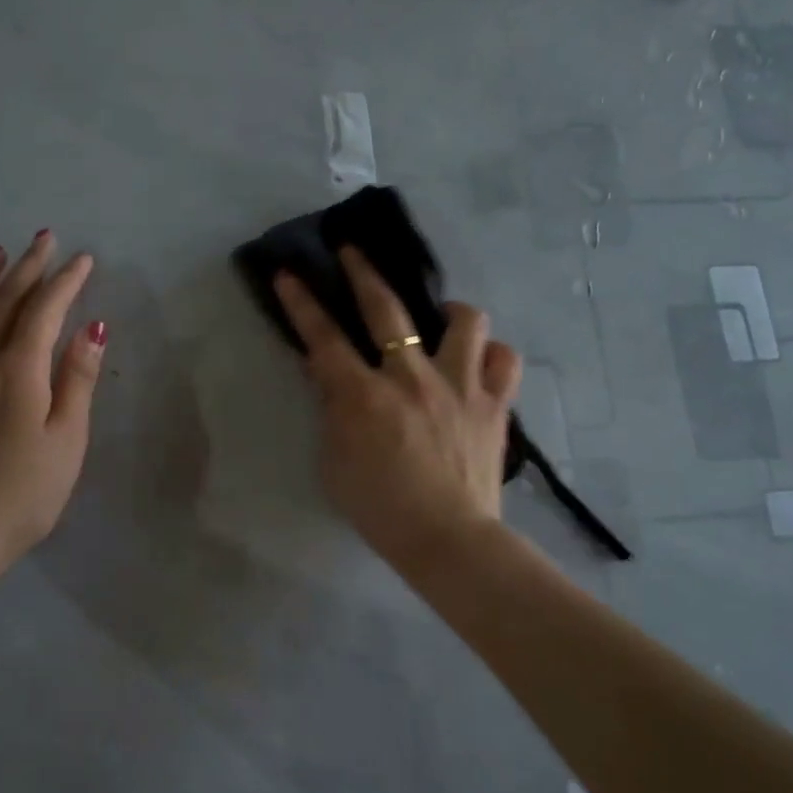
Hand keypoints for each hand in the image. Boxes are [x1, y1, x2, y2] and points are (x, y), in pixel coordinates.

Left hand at [0, 232, 105, 573]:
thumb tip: (93, 326)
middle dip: (27, 267)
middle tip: (44, 238)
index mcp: (20, 370)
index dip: (65, 281)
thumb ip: (77, 379)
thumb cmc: (23, 493)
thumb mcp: (66, 439)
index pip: (45, 311)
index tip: (83, 258)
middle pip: (4, 301)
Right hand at [273, 249, 520, 569]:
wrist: (448, 540)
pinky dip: (491, 355)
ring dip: (449, 313)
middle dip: (363, 272)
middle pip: (386, 308)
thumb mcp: (335, 463)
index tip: (288, 273)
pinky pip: (504, 359)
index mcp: (364, 396)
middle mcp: (412, 378)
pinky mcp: (495, 404)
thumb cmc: (381, 509)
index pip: (323, 338)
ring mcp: (460, 386)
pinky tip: (479, 363)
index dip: (302, 303)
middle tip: (352, 252)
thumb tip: (332, 377)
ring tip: (441, 322)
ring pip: (465, 320)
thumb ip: (333, 413)